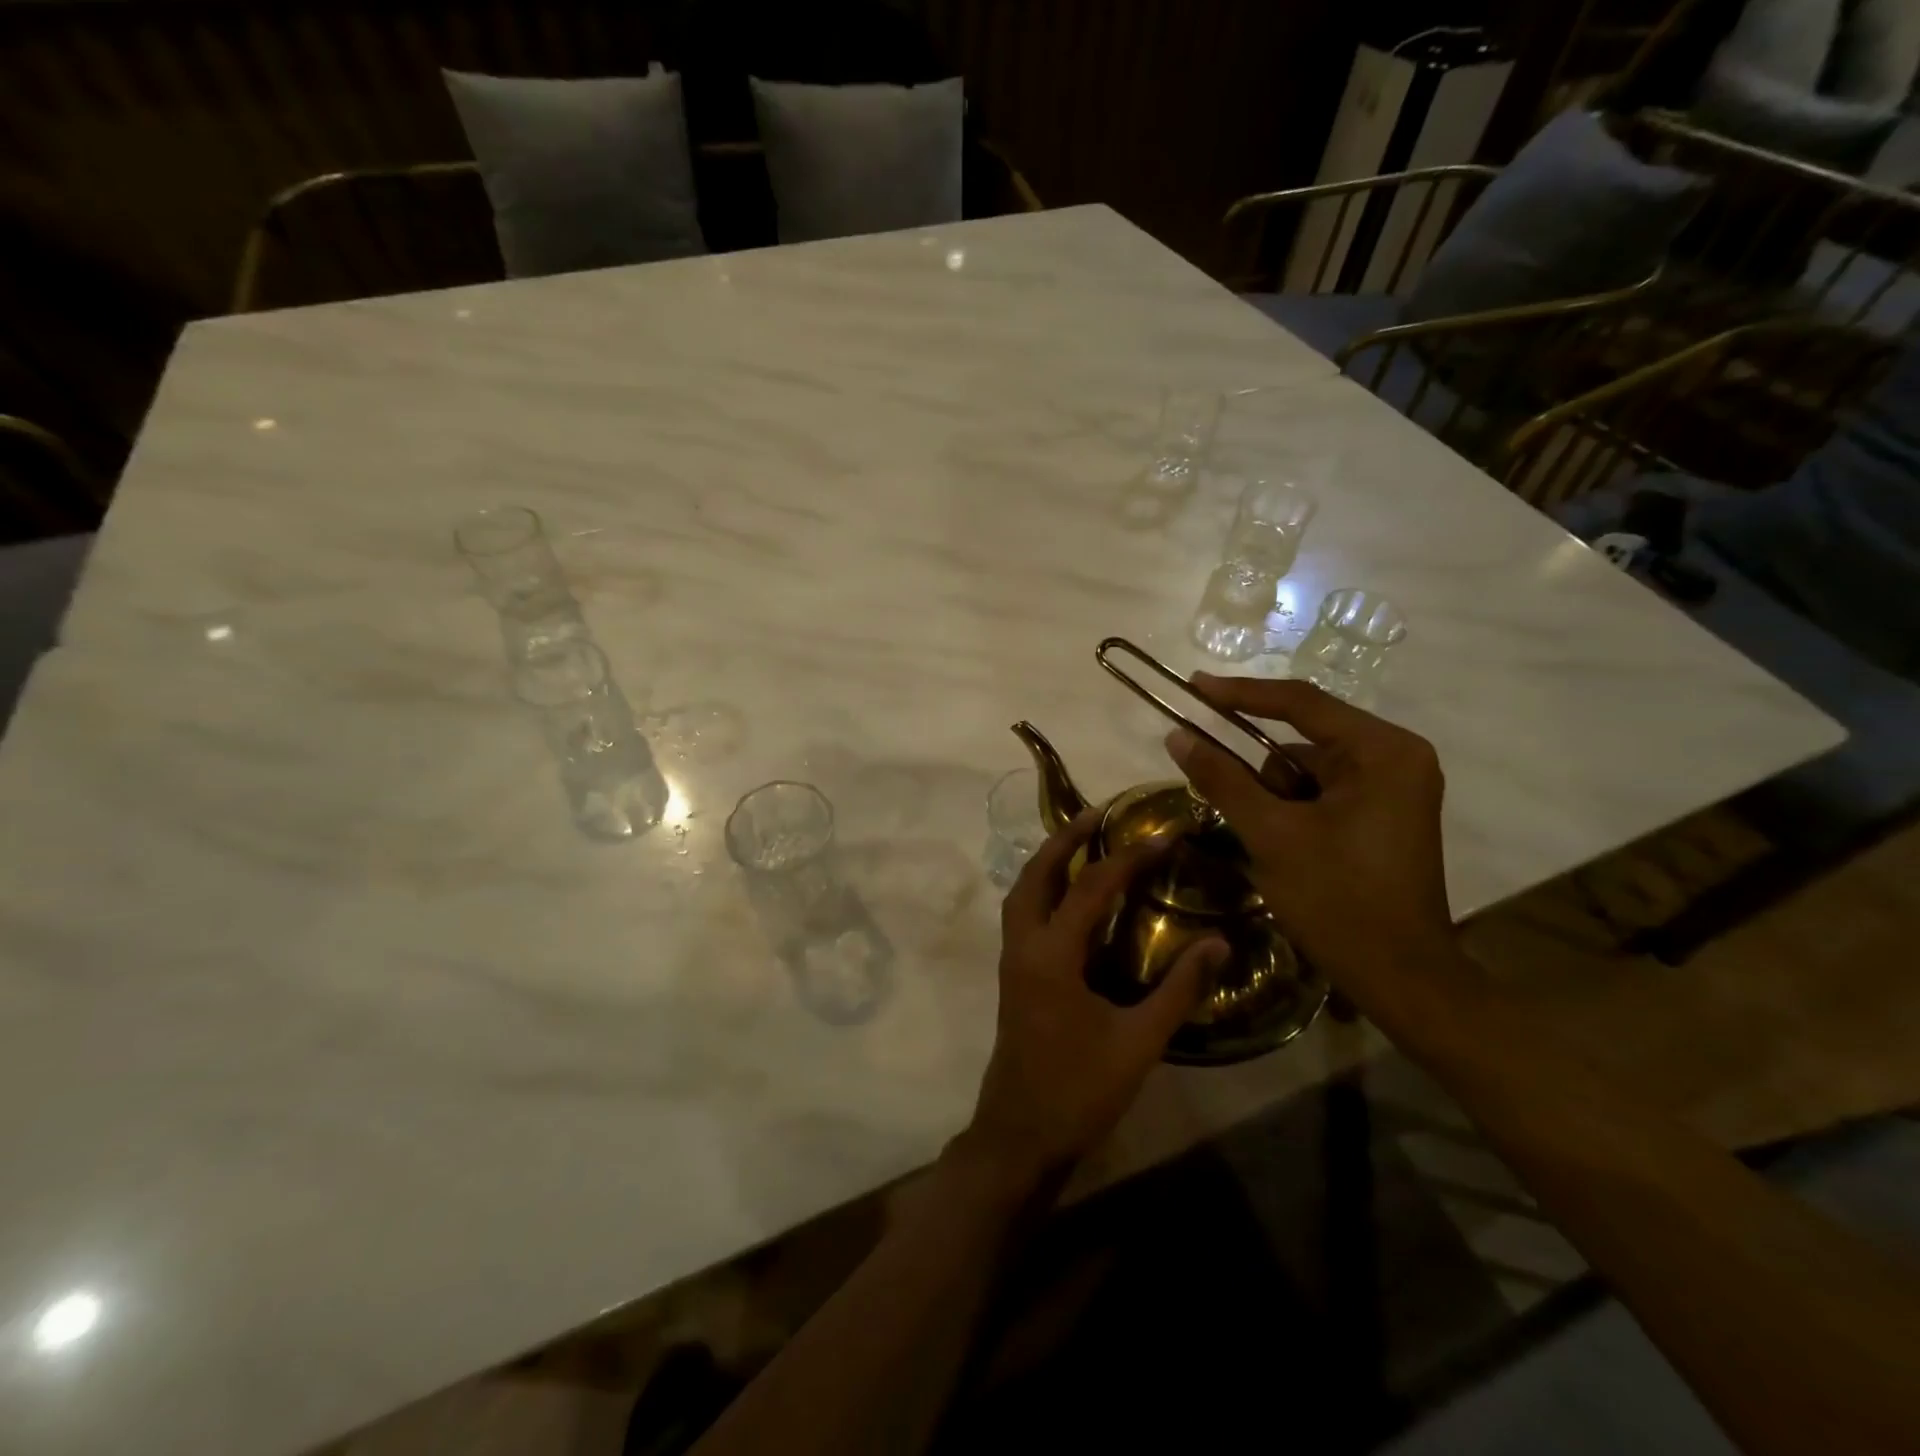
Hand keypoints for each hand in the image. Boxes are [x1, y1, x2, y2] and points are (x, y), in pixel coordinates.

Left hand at [963, 810, 1228, 1184]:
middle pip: (1036, 873)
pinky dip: (1043, 888)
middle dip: (1064, 838)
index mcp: (1052, 954)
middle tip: (1098, 812)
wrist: (1021, 1134)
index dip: (1129, 857)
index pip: (1092, 887)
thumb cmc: (1080, 1090)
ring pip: (1023, 891)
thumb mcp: (1139, 1042)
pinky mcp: (1014, 975)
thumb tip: (1220, 943)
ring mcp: (1012, 959)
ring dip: (1048, 860)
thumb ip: (1179, 990)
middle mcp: (1024, 945)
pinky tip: (1070, 895)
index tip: (1163, 833)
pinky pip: (1024, 913)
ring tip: (1081, 841)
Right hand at [1164, 675, 1454, 1005]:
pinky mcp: (1383, 814)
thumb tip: (1177, 735)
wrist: (1401, 978)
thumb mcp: (1272, 835)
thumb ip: (1223, 779)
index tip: (1193, 685)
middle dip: (1258, 770)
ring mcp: (1392, 787)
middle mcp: (1395, 757)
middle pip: (1302, 740)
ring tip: (1266, 841)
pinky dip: (1290, 810)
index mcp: (1382, 750)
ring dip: (1272, 796)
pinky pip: (1321, 793)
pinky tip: (1282, 846)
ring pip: (1306, 770)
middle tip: (1220, 788)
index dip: (1240, 693)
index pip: (1301, 703)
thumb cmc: (1339, 900)